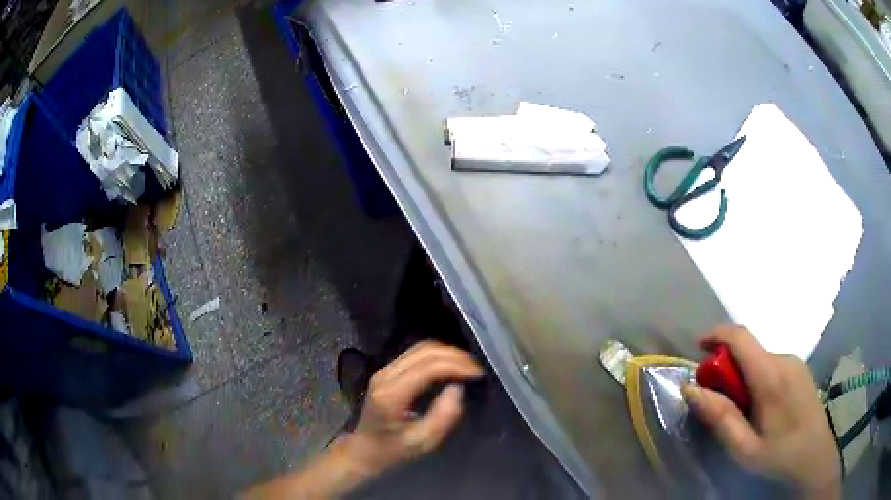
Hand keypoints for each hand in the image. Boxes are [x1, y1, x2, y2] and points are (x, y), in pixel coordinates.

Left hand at [341, 340, 483, 476]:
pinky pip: (415, 354)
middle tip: (476, 369)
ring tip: (467, 367)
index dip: (455, 365)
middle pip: (424, 351)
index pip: (427, 367)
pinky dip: (437, 356)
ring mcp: (384, 371)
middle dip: (454, 355)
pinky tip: (450, 367)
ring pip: (420, 348)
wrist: (364, 450)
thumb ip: (442, 417)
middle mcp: (386, 376)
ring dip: (447, 353)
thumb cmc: (393, 450)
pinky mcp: (387, 371)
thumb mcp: (421, 442)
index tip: (477, 374)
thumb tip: (458, 389)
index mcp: (392, 394)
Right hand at [682, 326, 840, 497]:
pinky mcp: (800, 369)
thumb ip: (719, 416)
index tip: (697, 347)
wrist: (815, 456)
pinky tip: (760, 407)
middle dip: (726, 368)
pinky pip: (771, 364)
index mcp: (770, 376)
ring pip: (759, 358)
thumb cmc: (779, 455)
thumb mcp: (743, 447)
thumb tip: (690, 388)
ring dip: (742, 376)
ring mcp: (795, 363)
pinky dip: (757, 377)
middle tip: (718, 401)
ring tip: (741, 411)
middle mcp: (784, 359)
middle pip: (748, 350)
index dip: (716, 334)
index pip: (740, 337)